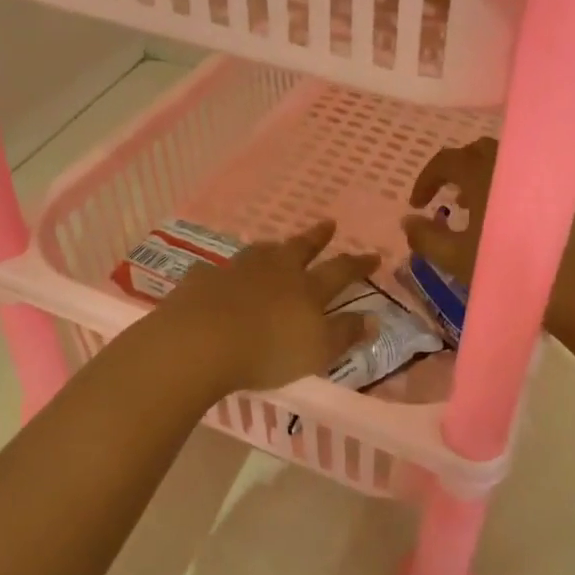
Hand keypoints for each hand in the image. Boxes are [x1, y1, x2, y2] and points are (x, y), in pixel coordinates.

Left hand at [152, 221, 377, 393]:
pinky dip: (226, 272)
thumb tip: (374, 319)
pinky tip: (222, 276)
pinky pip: (219, 270)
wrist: (200, 342)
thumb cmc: (267, 351)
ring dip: (273, 248)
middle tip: (329, 224)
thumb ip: (345, 333)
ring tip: (277, 245)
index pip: (340, 271)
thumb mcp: (317, 350)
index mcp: (306, 288)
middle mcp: (275, 270)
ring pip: (261, 252)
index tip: (373, 255)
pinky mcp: (204, 279)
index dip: (358, 264)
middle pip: (300, 248)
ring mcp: (237, 270)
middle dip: (317, 237)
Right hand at [401, 137, 574, 331]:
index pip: (446, 160)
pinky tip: (506, 225)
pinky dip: (507, 192)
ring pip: (505, 166)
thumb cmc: (508, 270)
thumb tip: (408, 220)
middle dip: (456, 171)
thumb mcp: (456, 259)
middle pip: (477, 152)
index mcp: (483, 176)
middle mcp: (513, 168)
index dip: (426, 179)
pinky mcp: (562, 199)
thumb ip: (426, 237)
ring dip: (482, 181)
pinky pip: (526, 182)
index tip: (417, 205)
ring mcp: (542, 181)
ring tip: (472, 212)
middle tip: (445, 199)